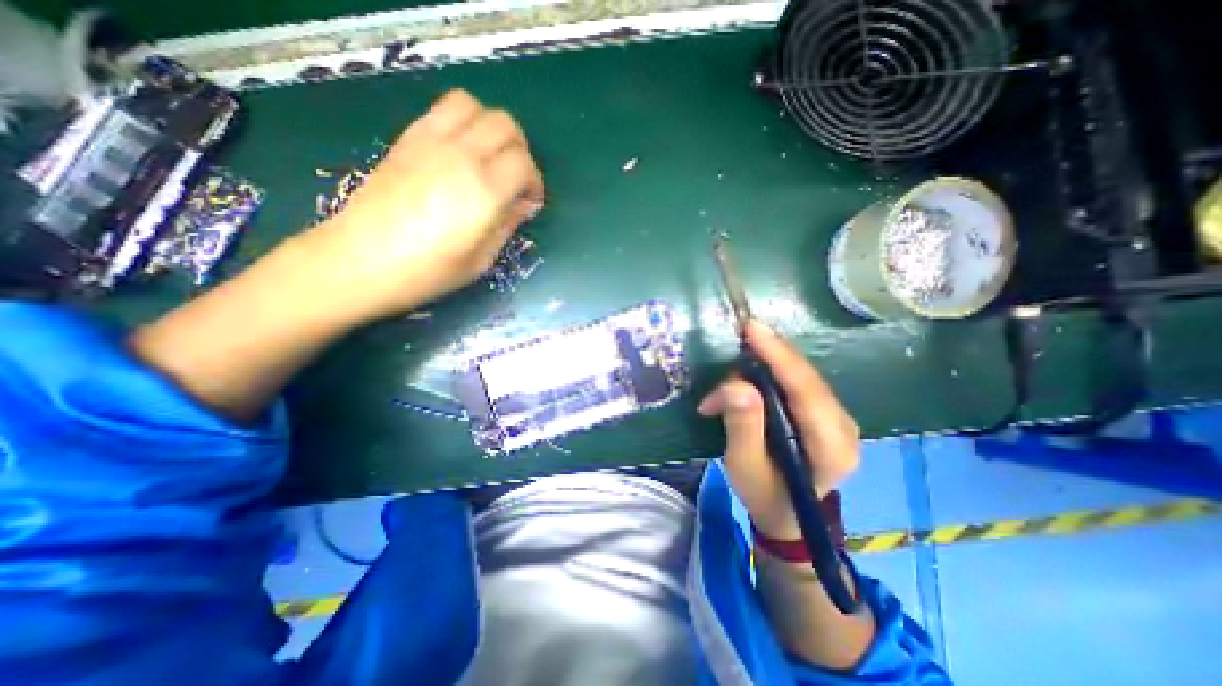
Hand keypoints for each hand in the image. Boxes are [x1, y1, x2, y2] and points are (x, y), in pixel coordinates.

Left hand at [295, 89, 544, 323]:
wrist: (360, 261)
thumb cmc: (428, 272)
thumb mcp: (481, 259)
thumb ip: (507, 225)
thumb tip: (524, 205)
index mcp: (484, 192)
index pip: (524, 163)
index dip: (535, 182)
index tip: (530, 203)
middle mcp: (461, 157)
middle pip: (505, 125)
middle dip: (520, 150)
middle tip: (515, 178)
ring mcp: (430, 142)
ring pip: (473, 106)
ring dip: (490, 127)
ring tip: (489, 157)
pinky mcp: (407, 139)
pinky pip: (442, 110)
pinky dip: (462, 122)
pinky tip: (460, 152)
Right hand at [697, 322, 857, 539]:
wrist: (786, 513)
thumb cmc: (763, 493)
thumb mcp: (743, 465)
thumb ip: (742, 426)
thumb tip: (737, 385)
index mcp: (831, 449)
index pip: (806, 392)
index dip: (779, 356)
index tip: (752, 329)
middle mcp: (845, 428)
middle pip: (805, 378)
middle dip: (767, 357)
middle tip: (735, 346)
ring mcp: (840, 418)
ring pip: (802, 376)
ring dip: (765, 366)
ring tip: (730, 380)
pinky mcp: (827, 412)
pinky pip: (799, 381)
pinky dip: (771, 373)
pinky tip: (750, 376)